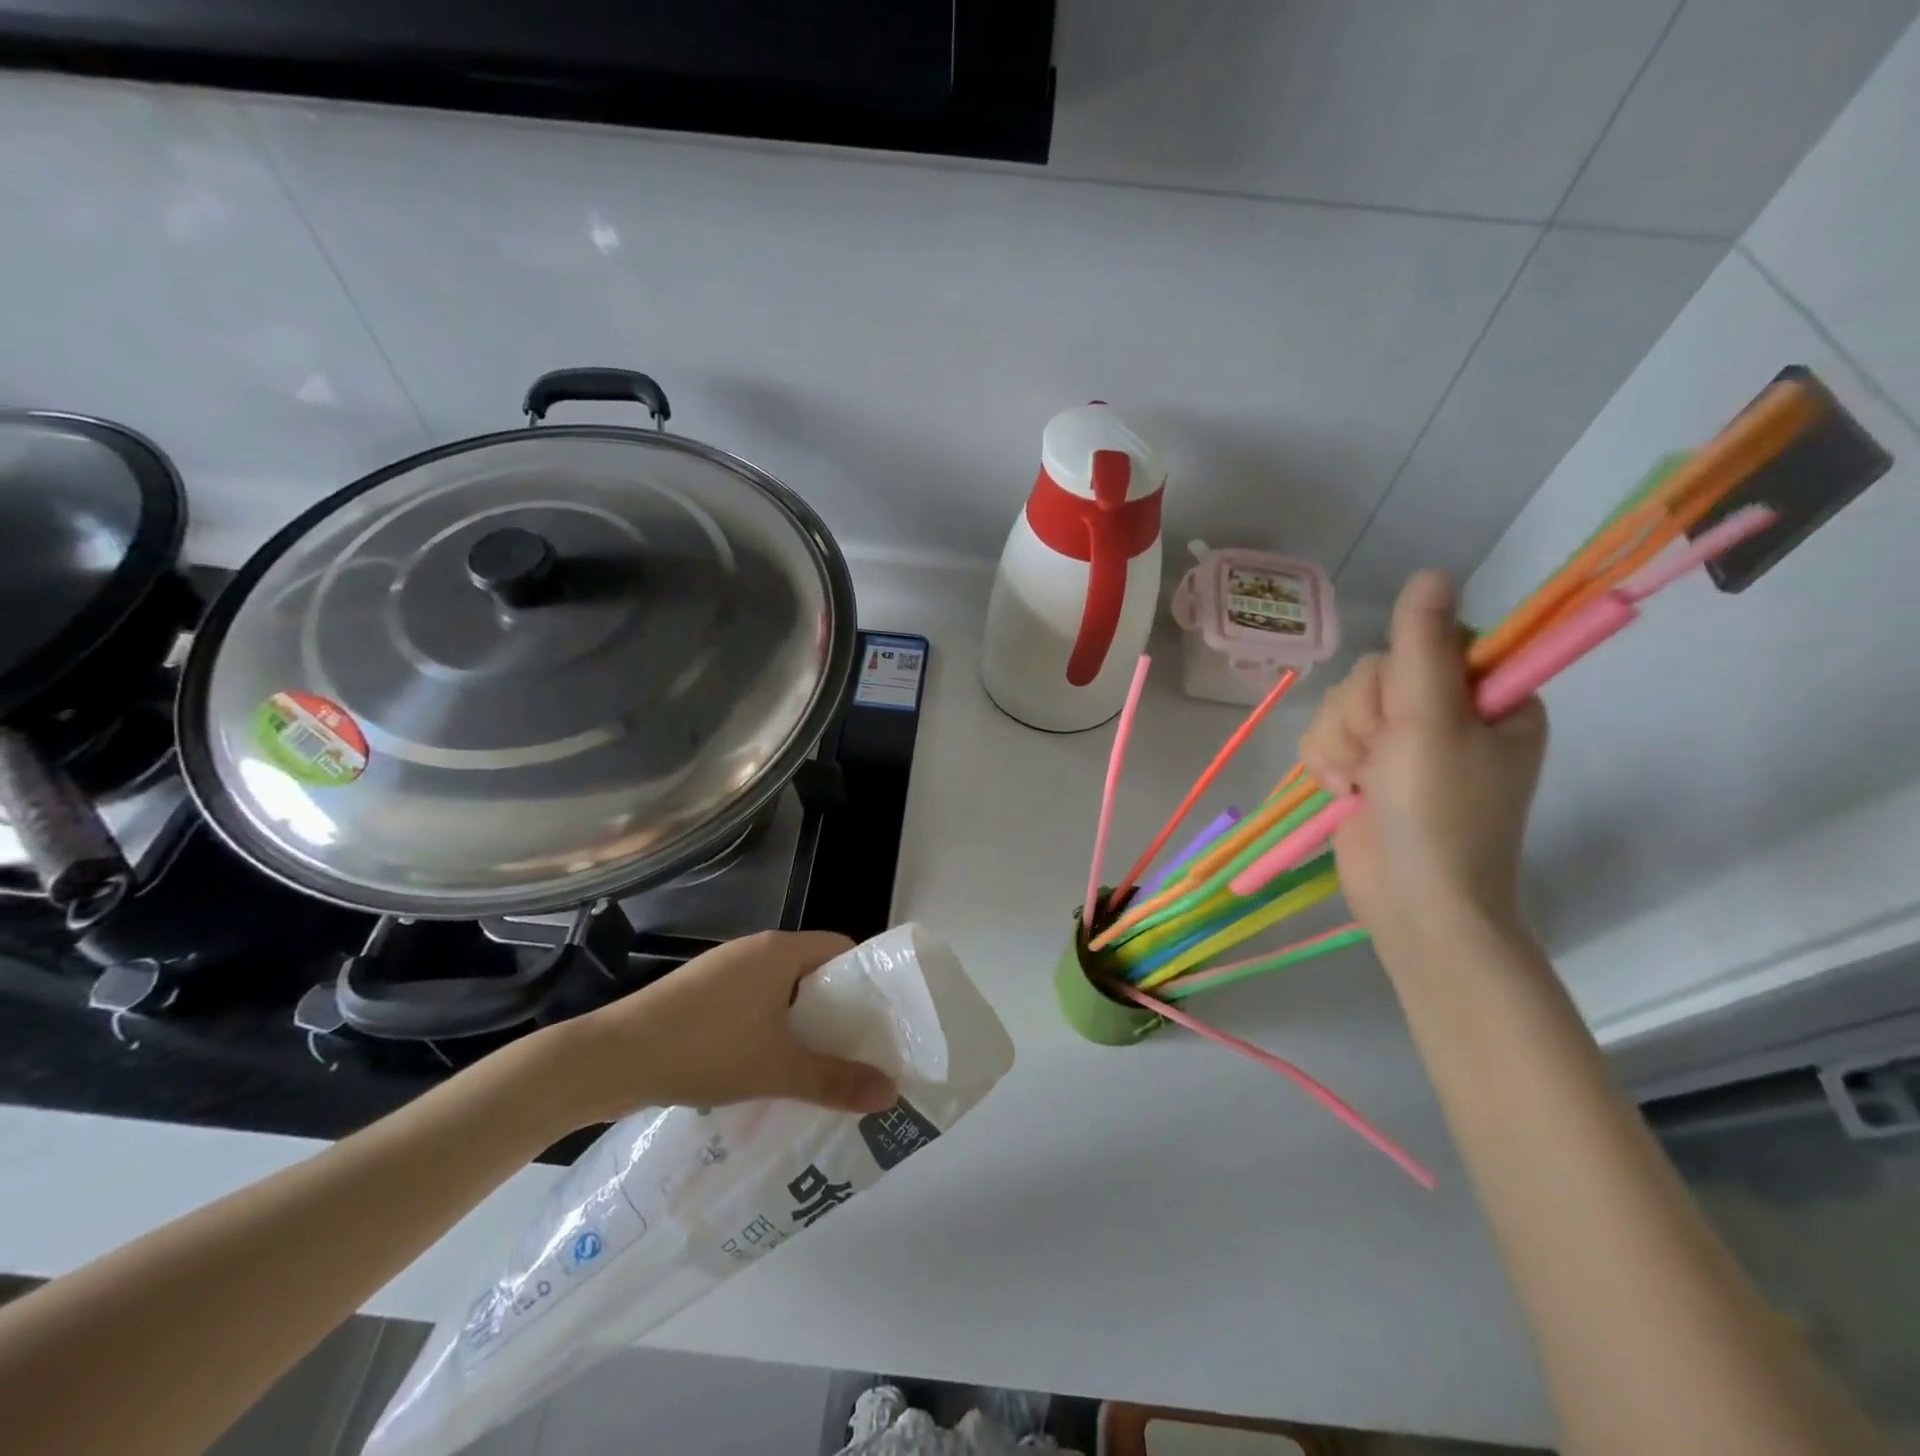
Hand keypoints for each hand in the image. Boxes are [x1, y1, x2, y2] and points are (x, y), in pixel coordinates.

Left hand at [535, 931, 897, 1128]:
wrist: (611, 1058)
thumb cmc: (705, 1048)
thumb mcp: (778, 1068)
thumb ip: (835, 1080)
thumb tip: (889, 1093)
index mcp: (780, 950)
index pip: (841, 949)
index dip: (865, 981)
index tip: (879, 1020)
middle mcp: (754, 950)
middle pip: (812, 970)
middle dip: (835, 1009)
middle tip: (855, 1050)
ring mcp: (723, 971)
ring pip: (780, 990)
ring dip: (799, 1022)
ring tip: (817, 1065)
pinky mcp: (699, 994)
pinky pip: (751, 1003)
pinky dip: (768, 1028)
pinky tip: (766, 1067)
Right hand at [1300, 570, 1546, 954]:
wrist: (1414, 901)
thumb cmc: (1438, 814)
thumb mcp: (1432, 723)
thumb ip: (1423, 646)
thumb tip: (1431, 572)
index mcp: (1489, 697)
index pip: (1430, 642)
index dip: (1402, 674)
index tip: (1408, 715)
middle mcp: (1447, 714)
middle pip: (1376, 673)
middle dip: (1364, 717)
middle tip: (1383, 758)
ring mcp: (1403, 744)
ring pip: (1343, 703)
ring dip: (1339, 742)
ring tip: (1358, 782)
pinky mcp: (1365, 768)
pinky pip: (1326, 734)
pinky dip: (1325, 762)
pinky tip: (1341, 790)